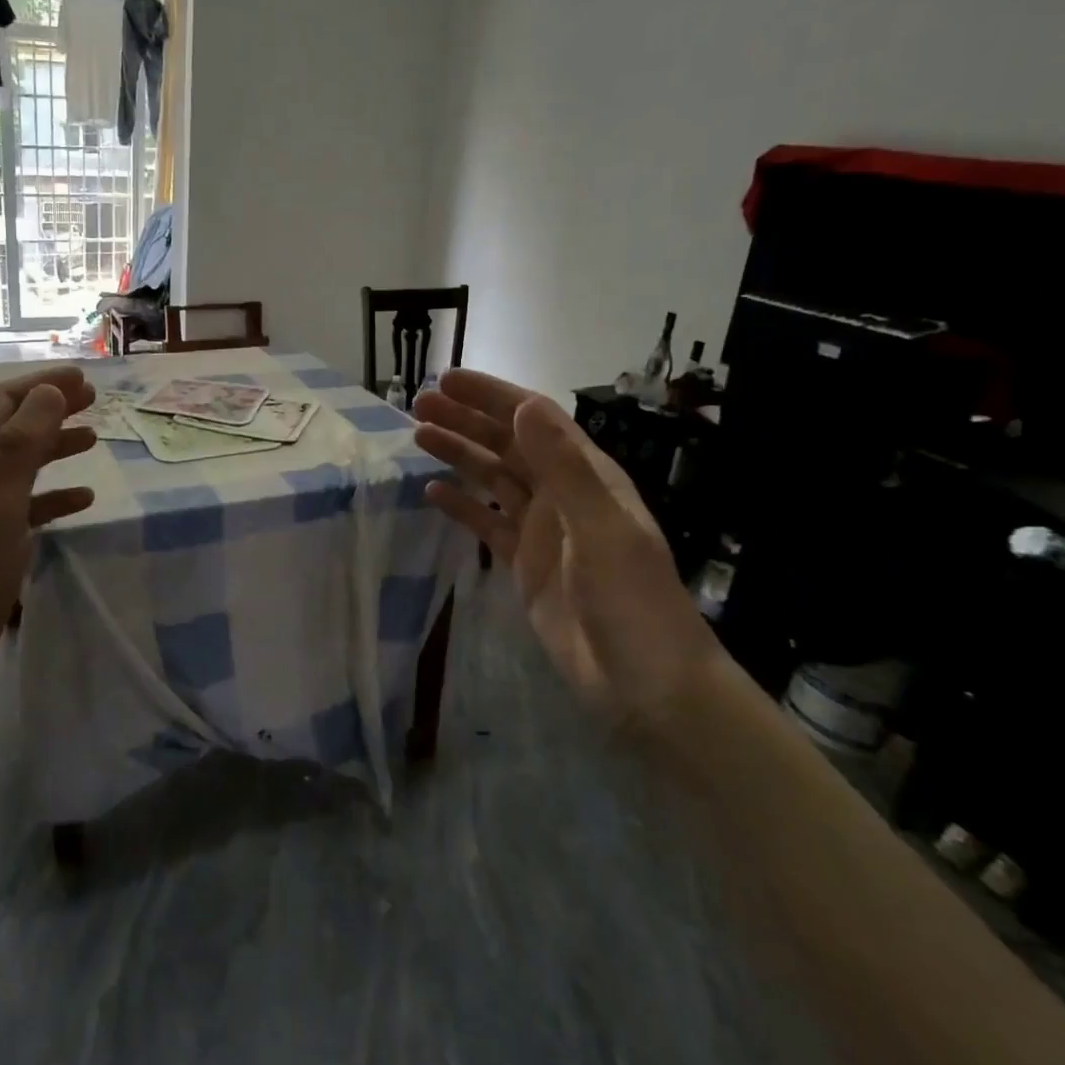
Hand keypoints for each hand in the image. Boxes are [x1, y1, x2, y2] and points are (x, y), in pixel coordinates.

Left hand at [0, 367, 98, 694]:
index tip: (84, 378)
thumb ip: (23, 445)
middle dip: (51, 408)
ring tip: (94, 439)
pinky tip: (83, 499)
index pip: (1, 401)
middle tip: (95, 401)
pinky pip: (26, 504)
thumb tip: (50, 391)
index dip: (41, 383)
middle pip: (12, 426)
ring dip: (55, 445)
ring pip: (21, 463)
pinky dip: (54, 494)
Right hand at [414, 369, 717, 726]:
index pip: (534, 419)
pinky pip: (487, 523)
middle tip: (418, 405)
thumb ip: (563, 467)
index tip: (448, 380)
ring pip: (493, 478)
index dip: (492, 396)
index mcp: (586, 476)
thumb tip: (525, 407)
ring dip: (459, 454)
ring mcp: (542, 529)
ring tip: (418, 436)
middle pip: (507, 443)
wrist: (646, 684)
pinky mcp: (525, 563)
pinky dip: (461, 505)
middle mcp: (562, 494)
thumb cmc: (631, 601)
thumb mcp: (600, 529)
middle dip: (466, 419)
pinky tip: (432, 492)